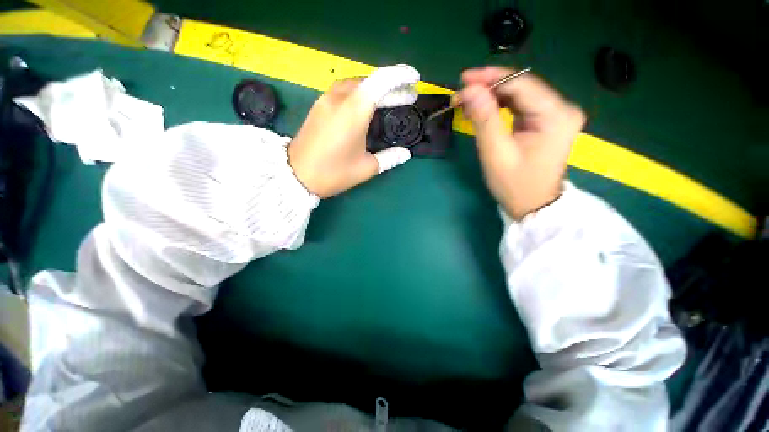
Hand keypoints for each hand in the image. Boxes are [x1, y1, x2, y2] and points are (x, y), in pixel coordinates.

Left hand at [288, 65, 419, 197]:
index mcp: (353, 112)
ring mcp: (326, 100)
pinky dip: (361, 94)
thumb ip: (389, 158)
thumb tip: (405, 154)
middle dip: (392, 87)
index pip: (381, 81)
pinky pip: (344, 91)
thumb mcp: (366, 168)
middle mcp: (339, 99)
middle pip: (370, 82)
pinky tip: (367, 107)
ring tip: (390, 101)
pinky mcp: (319, 106)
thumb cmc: (333, 173)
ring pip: (356, 85)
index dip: (400, 76)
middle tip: (408, 97)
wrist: (296, 175)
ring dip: (375, 89)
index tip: (415, 80)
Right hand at [458, 67, 585, 219]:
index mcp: (556, 115)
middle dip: (489, 88)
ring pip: (519, 94)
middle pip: (521, 87)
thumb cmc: (515, 185)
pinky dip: (499, 106)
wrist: (533, 205)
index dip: (491, 78)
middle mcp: (562, 108)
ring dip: (492, 96)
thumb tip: (469, 90)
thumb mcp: (496, 154)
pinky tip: (483, 110)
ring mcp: (556, 114)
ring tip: (467, 103)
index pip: (522, 84)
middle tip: (461, 95)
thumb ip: (484, 120)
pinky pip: (521, 105)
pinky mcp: (547, 121)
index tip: (463, 80)